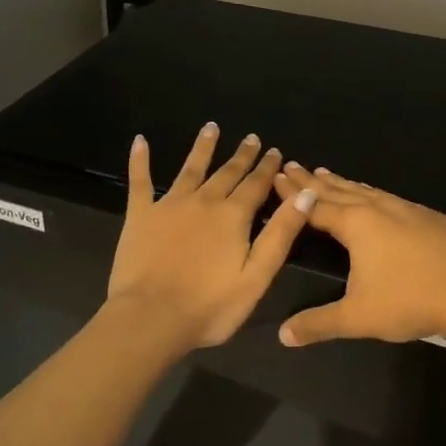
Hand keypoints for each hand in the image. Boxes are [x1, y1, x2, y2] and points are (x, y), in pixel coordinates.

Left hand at [107, 123, 315, 347]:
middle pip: (227, 173)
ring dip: (202, 148)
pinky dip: (140, 160)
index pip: (256, 185)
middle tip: (251, 138)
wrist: (151, 318)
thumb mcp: (257, 275)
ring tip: (211, 128)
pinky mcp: (140, 215)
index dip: (268, 168)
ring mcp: (169, 205)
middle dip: (242, 156)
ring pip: (190, 168)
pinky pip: (140, 181)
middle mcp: (204, 201)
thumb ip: (281, 233)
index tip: (276, 151)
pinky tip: (140, 141)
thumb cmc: (210, 306)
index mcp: (234, 216)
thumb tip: (305, 194)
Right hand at [271, 163, 445, 347]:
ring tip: (329, 174)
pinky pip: (391, 198)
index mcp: (357, 225)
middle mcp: (379, 209)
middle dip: (314, 180)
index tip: (277, 176)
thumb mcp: (357, 318)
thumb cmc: (410, 301)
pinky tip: (378, 199)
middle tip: (293, 165)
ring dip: (344, 184)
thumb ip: (318, 323)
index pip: (316, 205)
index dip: (294, 194)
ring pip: (367, 191)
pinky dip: (373, 193)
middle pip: (339, 191)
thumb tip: (283, 335)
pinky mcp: (431, 218)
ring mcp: (408, 210)